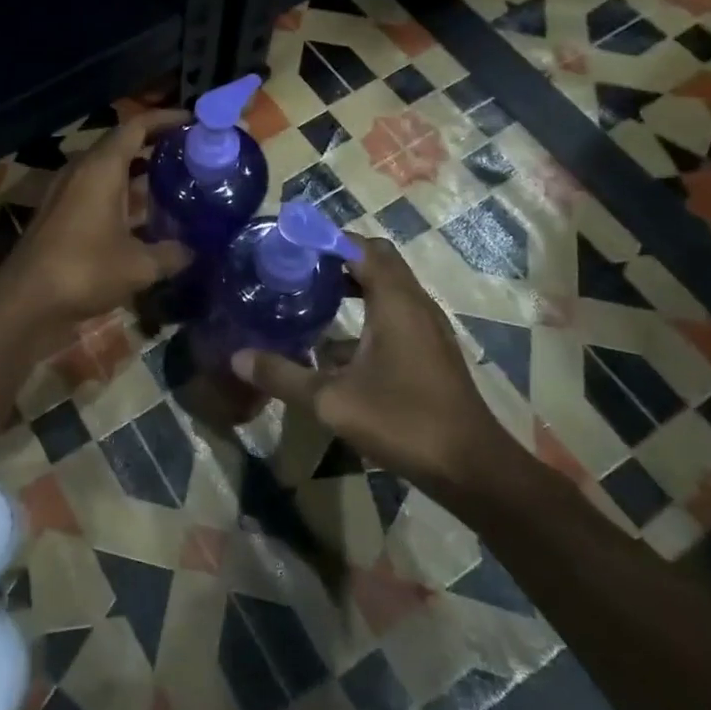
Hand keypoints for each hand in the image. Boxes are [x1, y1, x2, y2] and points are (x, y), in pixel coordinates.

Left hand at [0, 109, 192, 324]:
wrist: (26, 299)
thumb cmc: (84, 269)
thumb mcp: (138, 265)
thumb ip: (171, 254)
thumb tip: (194, 250)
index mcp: (101, 167)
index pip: (136, 127)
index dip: (165, 119)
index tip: (192, 121)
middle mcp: (82, 171)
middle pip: (121, 146)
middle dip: (155, 147)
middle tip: (190, 155)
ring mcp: (67, 192)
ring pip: (108, 172)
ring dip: (138, 175)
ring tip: (174, 184)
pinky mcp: (60, 215)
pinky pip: (97, 193)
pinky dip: (122, 198)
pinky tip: (144, 220)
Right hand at [230, 237, 516, 495]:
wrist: (473, 470)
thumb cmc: (403, 421)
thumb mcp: (331, 400)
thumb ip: (283, 375)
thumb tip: (237, 357)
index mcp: (395, 301)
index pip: (361, 246)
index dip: (326, 239)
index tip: (291, 245)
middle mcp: (414, 304)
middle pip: (376, 261)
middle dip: (337, 259)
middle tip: (298, 269)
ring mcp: (426, 329)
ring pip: (386, 289)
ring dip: (351, 287)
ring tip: (309, 298)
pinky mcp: (430, 352)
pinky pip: (394, 315)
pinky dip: (365, 315)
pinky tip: (334, 348)